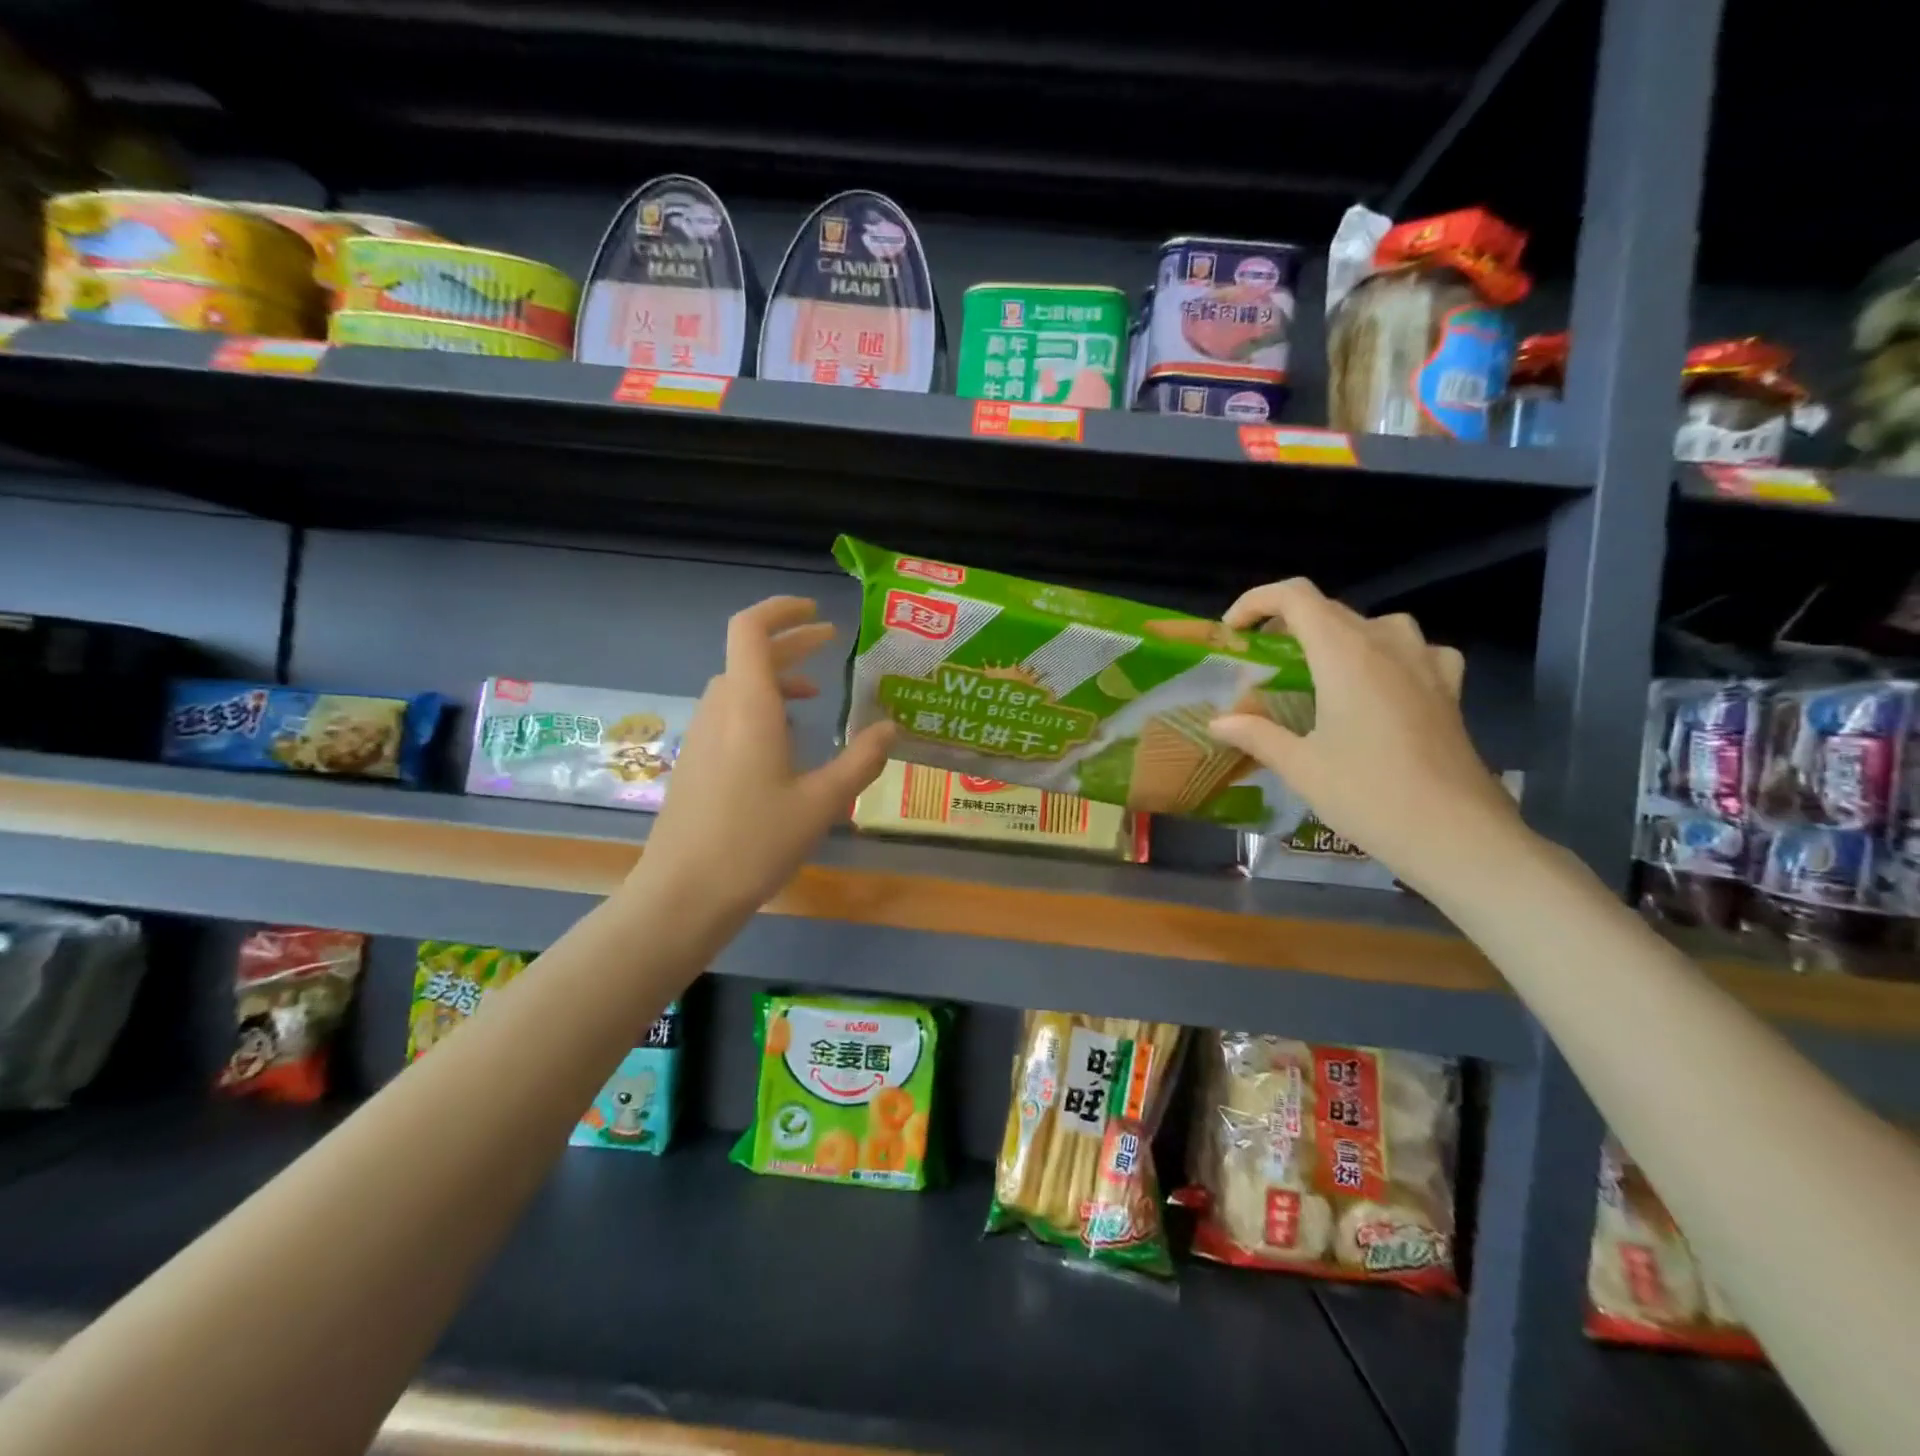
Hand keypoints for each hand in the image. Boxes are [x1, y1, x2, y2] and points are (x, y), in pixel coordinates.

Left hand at [635, 597, 894, 918]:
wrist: (683, 894)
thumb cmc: (755, 842)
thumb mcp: (822, 803)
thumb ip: (860, 760)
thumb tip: (890, 727)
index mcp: (749, 707)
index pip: (750, 630)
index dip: (781, 610)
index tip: (815, 612)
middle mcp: (720, 711)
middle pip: (748, 656)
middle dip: (790, 644)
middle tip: (829, 644)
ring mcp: (702, 737)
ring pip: (737, 687)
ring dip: (773, 677)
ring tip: (813, 695)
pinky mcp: (696, 763)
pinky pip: (729, 715)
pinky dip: (759, 707)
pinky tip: (783, 743)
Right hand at [1206, 579, 1520, 892]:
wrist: (1456, 834)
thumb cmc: (1368, 795)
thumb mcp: (1300, 767)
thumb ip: (1256, 735)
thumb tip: (1219, 722)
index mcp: (1344, 653)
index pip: (1295, 597)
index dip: (1257, 602)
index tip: (1233, 632)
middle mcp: (1386, 643)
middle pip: (1330, 609)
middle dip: (1288, 625)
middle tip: (1262, 663)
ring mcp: (1425, 662)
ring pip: (1373, 625)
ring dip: (1337, 637)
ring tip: (1316, 670)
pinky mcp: (1449, 687)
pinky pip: (1414, 650)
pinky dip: (1387, 655)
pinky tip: (1380, 684)